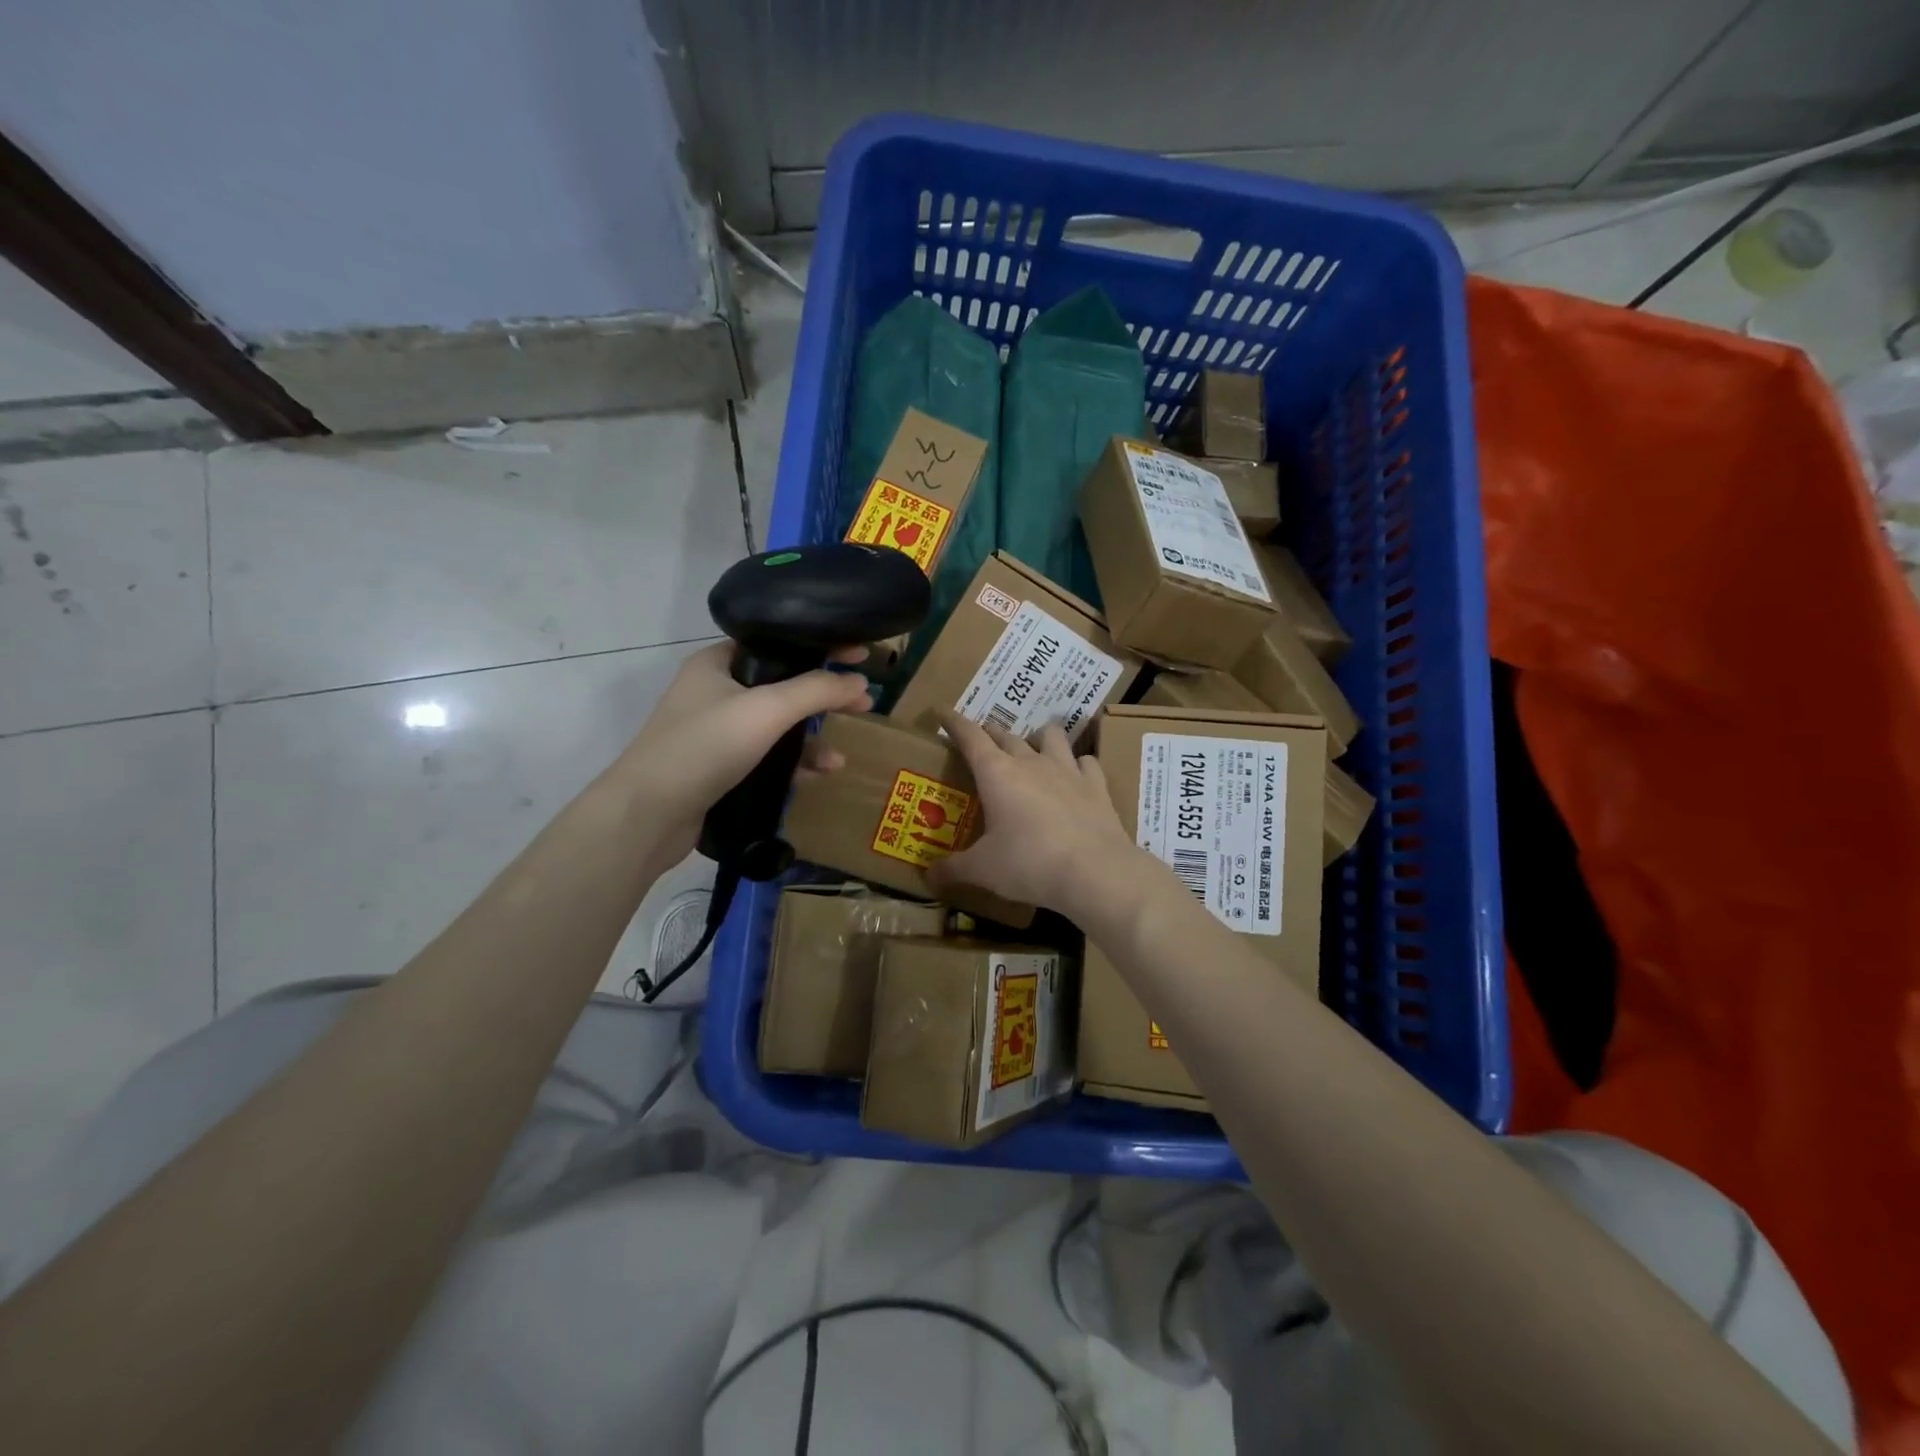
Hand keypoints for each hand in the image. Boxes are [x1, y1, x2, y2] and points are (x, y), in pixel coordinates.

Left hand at [618, 642, 871, 859]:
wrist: (648, 814)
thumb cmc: (705, 746)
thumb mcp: (767, 709)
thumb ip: (816, 691)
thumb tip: (860, 682)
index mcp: (717, 662)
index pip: (778, 642)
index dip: (820, 646)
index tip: (860, 655)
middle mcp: (715, 691)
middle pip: (782, 685)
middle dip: (823, 698)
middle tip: (863, 704)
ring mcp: (715, 732)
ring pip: (776, 726)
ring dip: (810, 738)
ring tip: (839, 758)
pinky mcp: (718, 767)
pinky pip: (766, 756)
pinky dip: (792, 764)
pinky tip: (816, 777)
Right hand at [927, 713, 1143, 920]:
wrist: (1094, 872)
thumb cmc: (1029, 864)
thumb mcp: (983, 870)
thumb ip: (953, 869)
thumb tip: (927, 877)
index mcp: (997, 773)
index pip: (971, 737)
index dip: (955, 723)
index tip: (944, 713)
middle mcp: (1031, 762)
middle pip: (1007, 736)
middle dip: (991, 734)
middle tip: (982, 740)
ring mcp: (1067, 770)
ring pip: (1051, 736)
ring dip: (1038, 738)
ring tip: (1033, 749)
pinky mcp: (1096, 786)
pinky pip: (1086, 762)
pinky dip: (1077, 764)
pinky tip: (1076, 775)